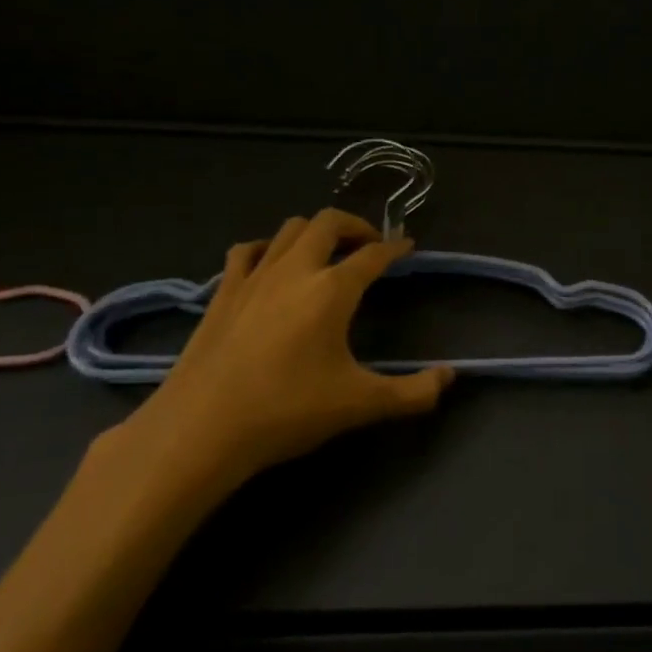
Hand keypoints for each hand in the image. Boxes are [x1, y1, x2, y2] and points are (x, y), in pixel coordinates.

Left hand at [113, 209, 453, 512]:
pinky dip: (267, 249)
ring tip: (326, 252)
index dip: (394, 248)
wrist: (201, 428)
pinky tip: (271, 266)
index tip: (407, 246)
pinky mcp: (223, 292)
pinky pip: (248, 251)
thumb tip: (451, 378)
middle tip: (368, 246)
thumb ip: (412, 392)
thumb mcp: (360, 404)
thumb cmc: (287, 411)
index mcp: (332, 289)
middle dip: (354, 226)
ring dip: (314, 232)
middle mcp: (295, 269)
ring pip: (289, 229)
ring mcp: (254, 277)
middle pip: (328, 222)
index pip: (373, 255)